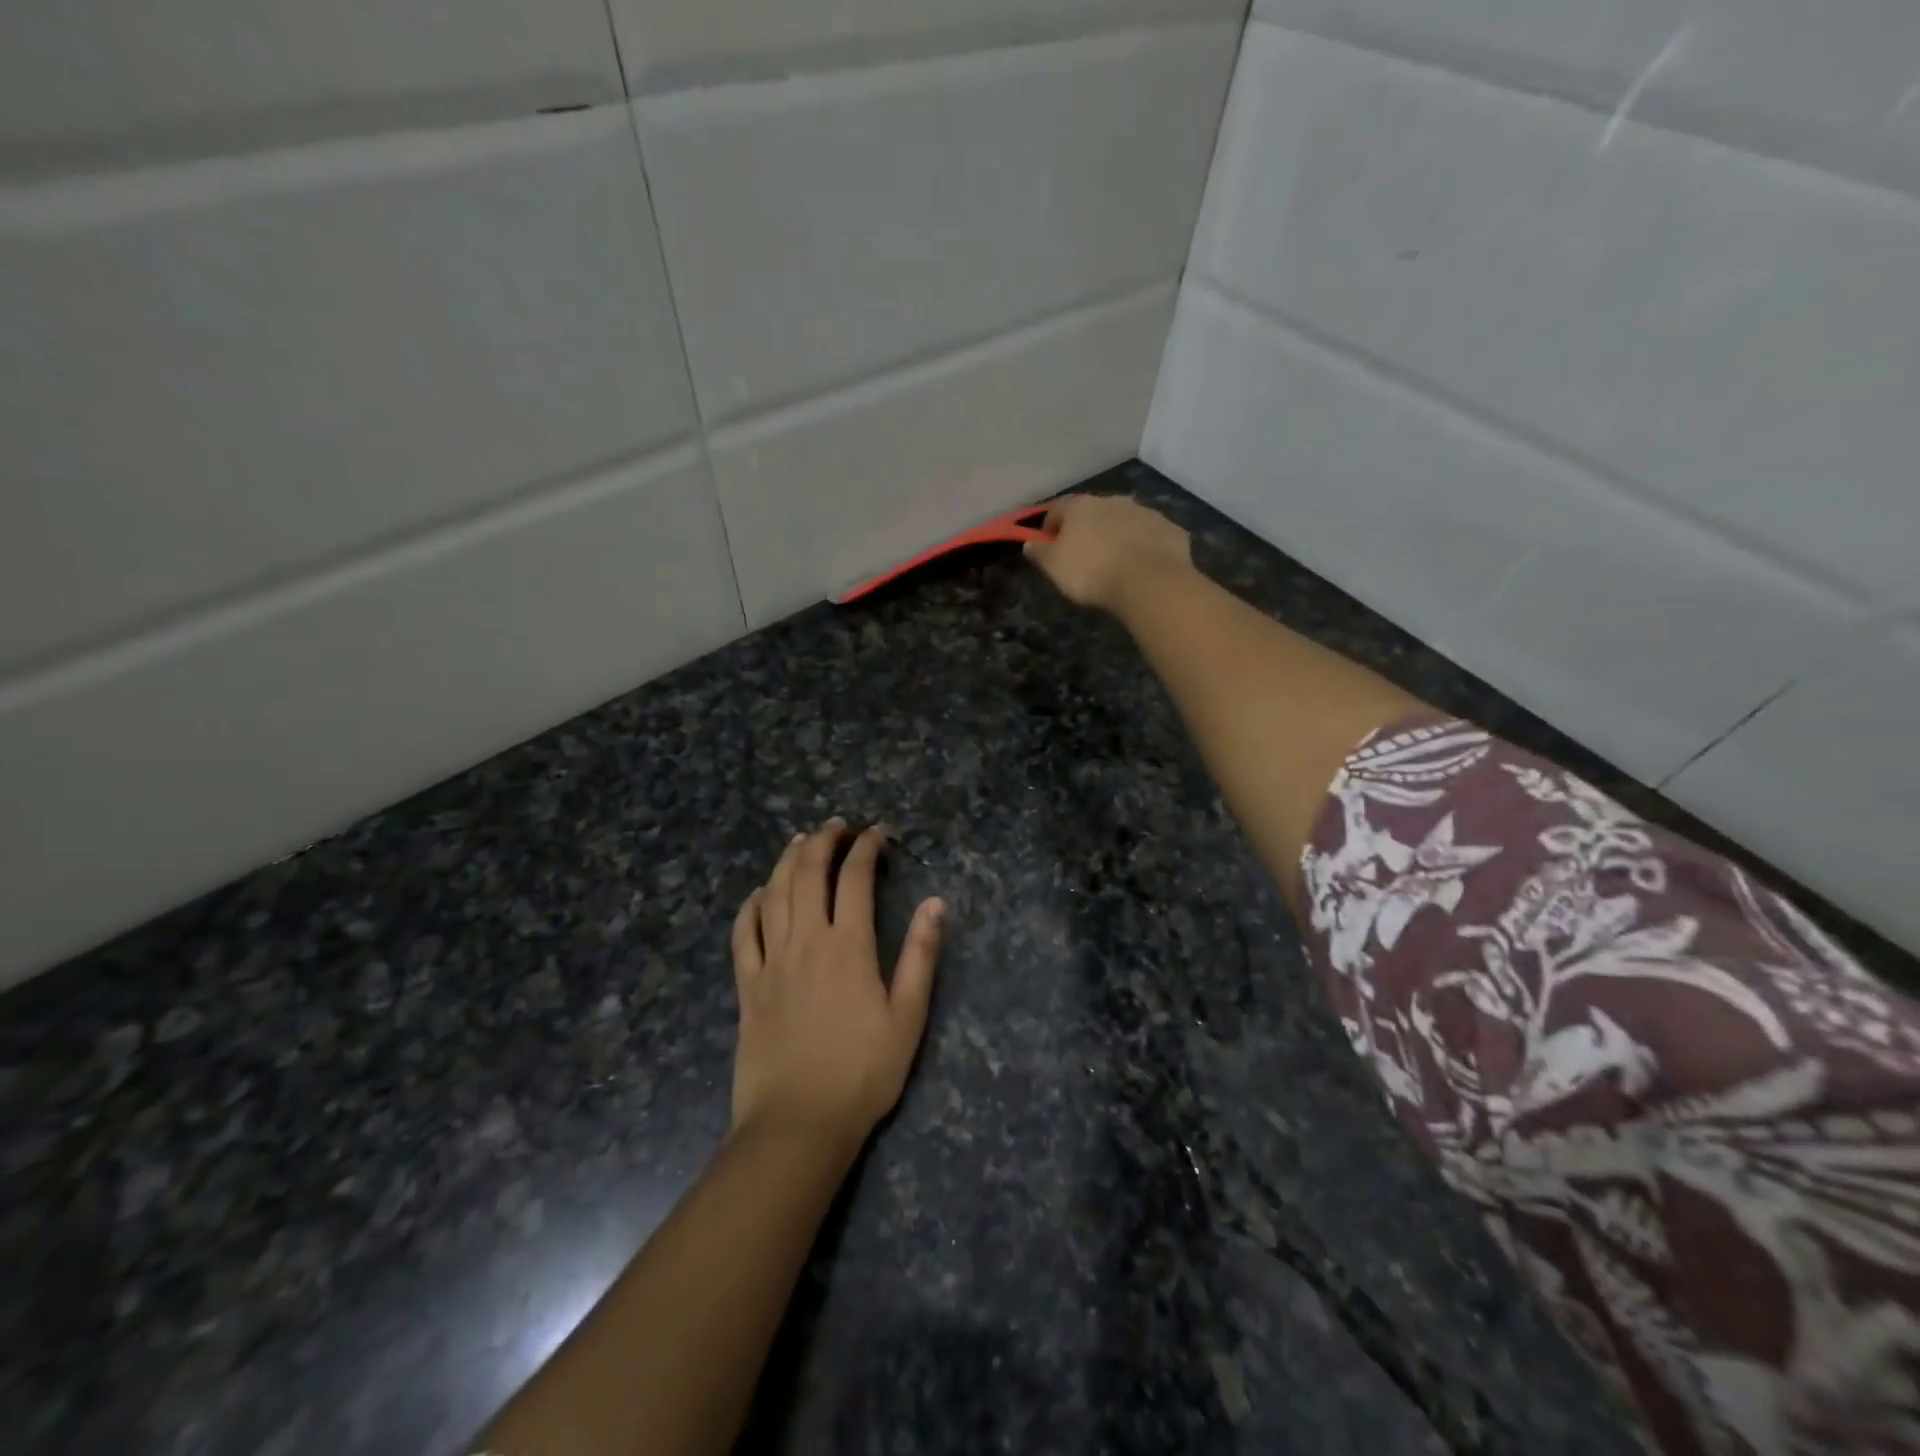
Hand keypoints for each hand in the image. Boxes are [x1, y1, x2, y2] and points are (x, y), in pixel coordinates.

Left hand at [729, 819, 944, 1155]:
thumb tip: (936, 902)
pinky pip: (743, 933)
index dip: (866, 848)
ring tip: (800, 841)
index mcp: (848, 946)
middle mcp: (806, 941)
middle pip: (807, 873)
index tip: (877, 833)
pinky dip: (750, 905)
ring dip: (786, 860)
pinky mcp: (747, 986)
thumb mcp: (907, 1017)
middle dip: (823, 841)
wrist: (797, 1124)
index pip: (855, 878)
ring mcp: (771, 961)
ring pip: (773, 894)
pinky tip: (758, 894)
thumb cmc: (862, 1073)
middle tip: (837, 826)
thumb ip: (920, 955)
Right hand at [1024, 494, 1191, 611]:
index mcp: (1082, 506)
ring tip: (1115, 562)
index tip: (1048, 545)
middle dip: (1087, 529)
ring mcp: (1146, 513)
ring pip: (1125, 521)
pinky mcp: (1170, 530)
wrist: (1149, 582)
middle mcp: (1114, 501)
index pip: (1058, 509)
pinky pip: (1151, 537)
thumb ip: (1040, 552)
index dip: (1050, 526)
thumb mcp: (1054, 567)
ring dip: (1117, 535)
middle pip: (1094, 512)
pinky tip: (1142, 567)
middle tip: (1084, 555)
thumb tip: (1029, 542)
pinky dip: (1144, 547)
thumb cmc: (1092, 572)